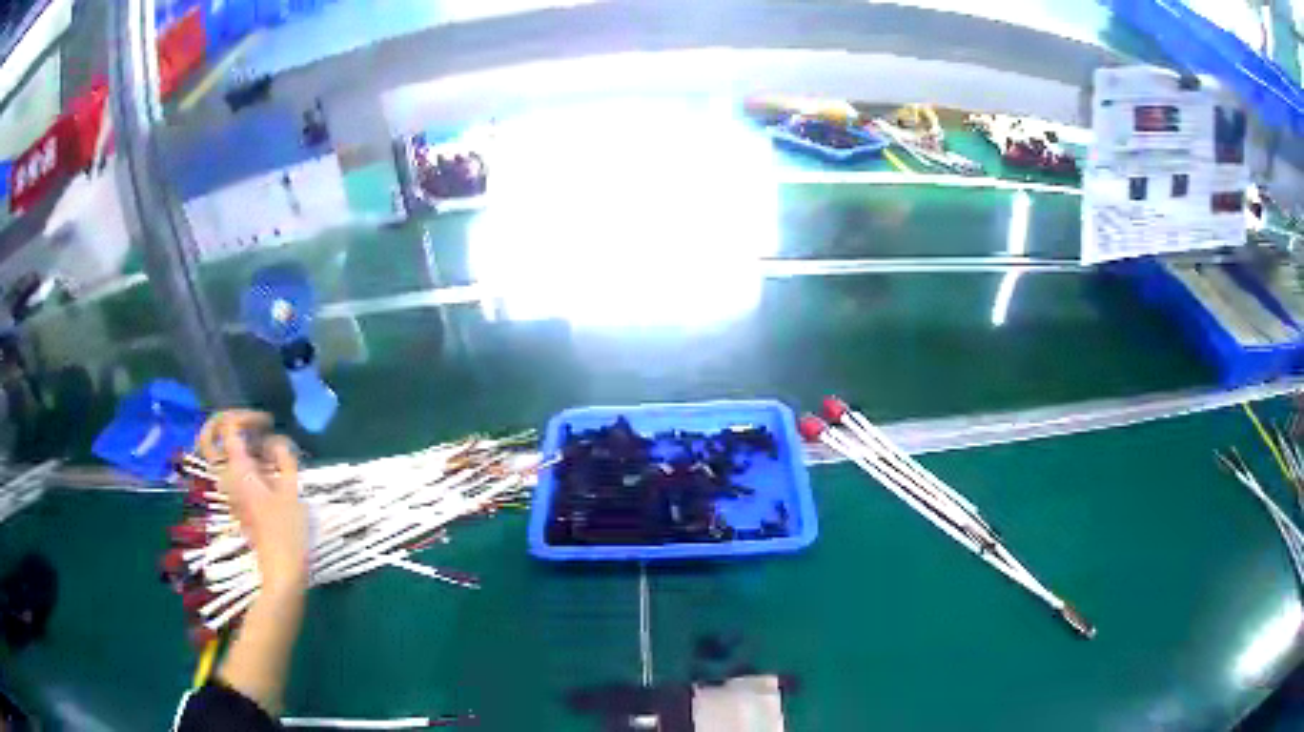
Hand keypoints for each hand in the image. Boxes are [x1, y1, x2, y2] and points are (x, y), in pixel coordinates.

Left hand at [198, 410, 307, 593]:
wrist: (281, 569)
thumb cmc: (287, 531)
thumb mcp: (292, 489)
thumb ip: (283, 457)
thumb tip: (273, 442)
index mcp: (238, 470)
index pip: (227, 427)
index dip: (246, 416)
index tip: (268, 424)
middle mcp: (226, 477)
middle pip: (207, 438)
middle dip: (223, 422)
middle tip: (246, 423)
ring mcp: (228, 490)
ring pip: (216, 454)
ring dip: (231, 440)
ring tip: (258, 443)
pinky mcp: (236, 499)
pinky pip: (228, 468)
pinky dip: (239, 457)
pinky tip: (263, 463)